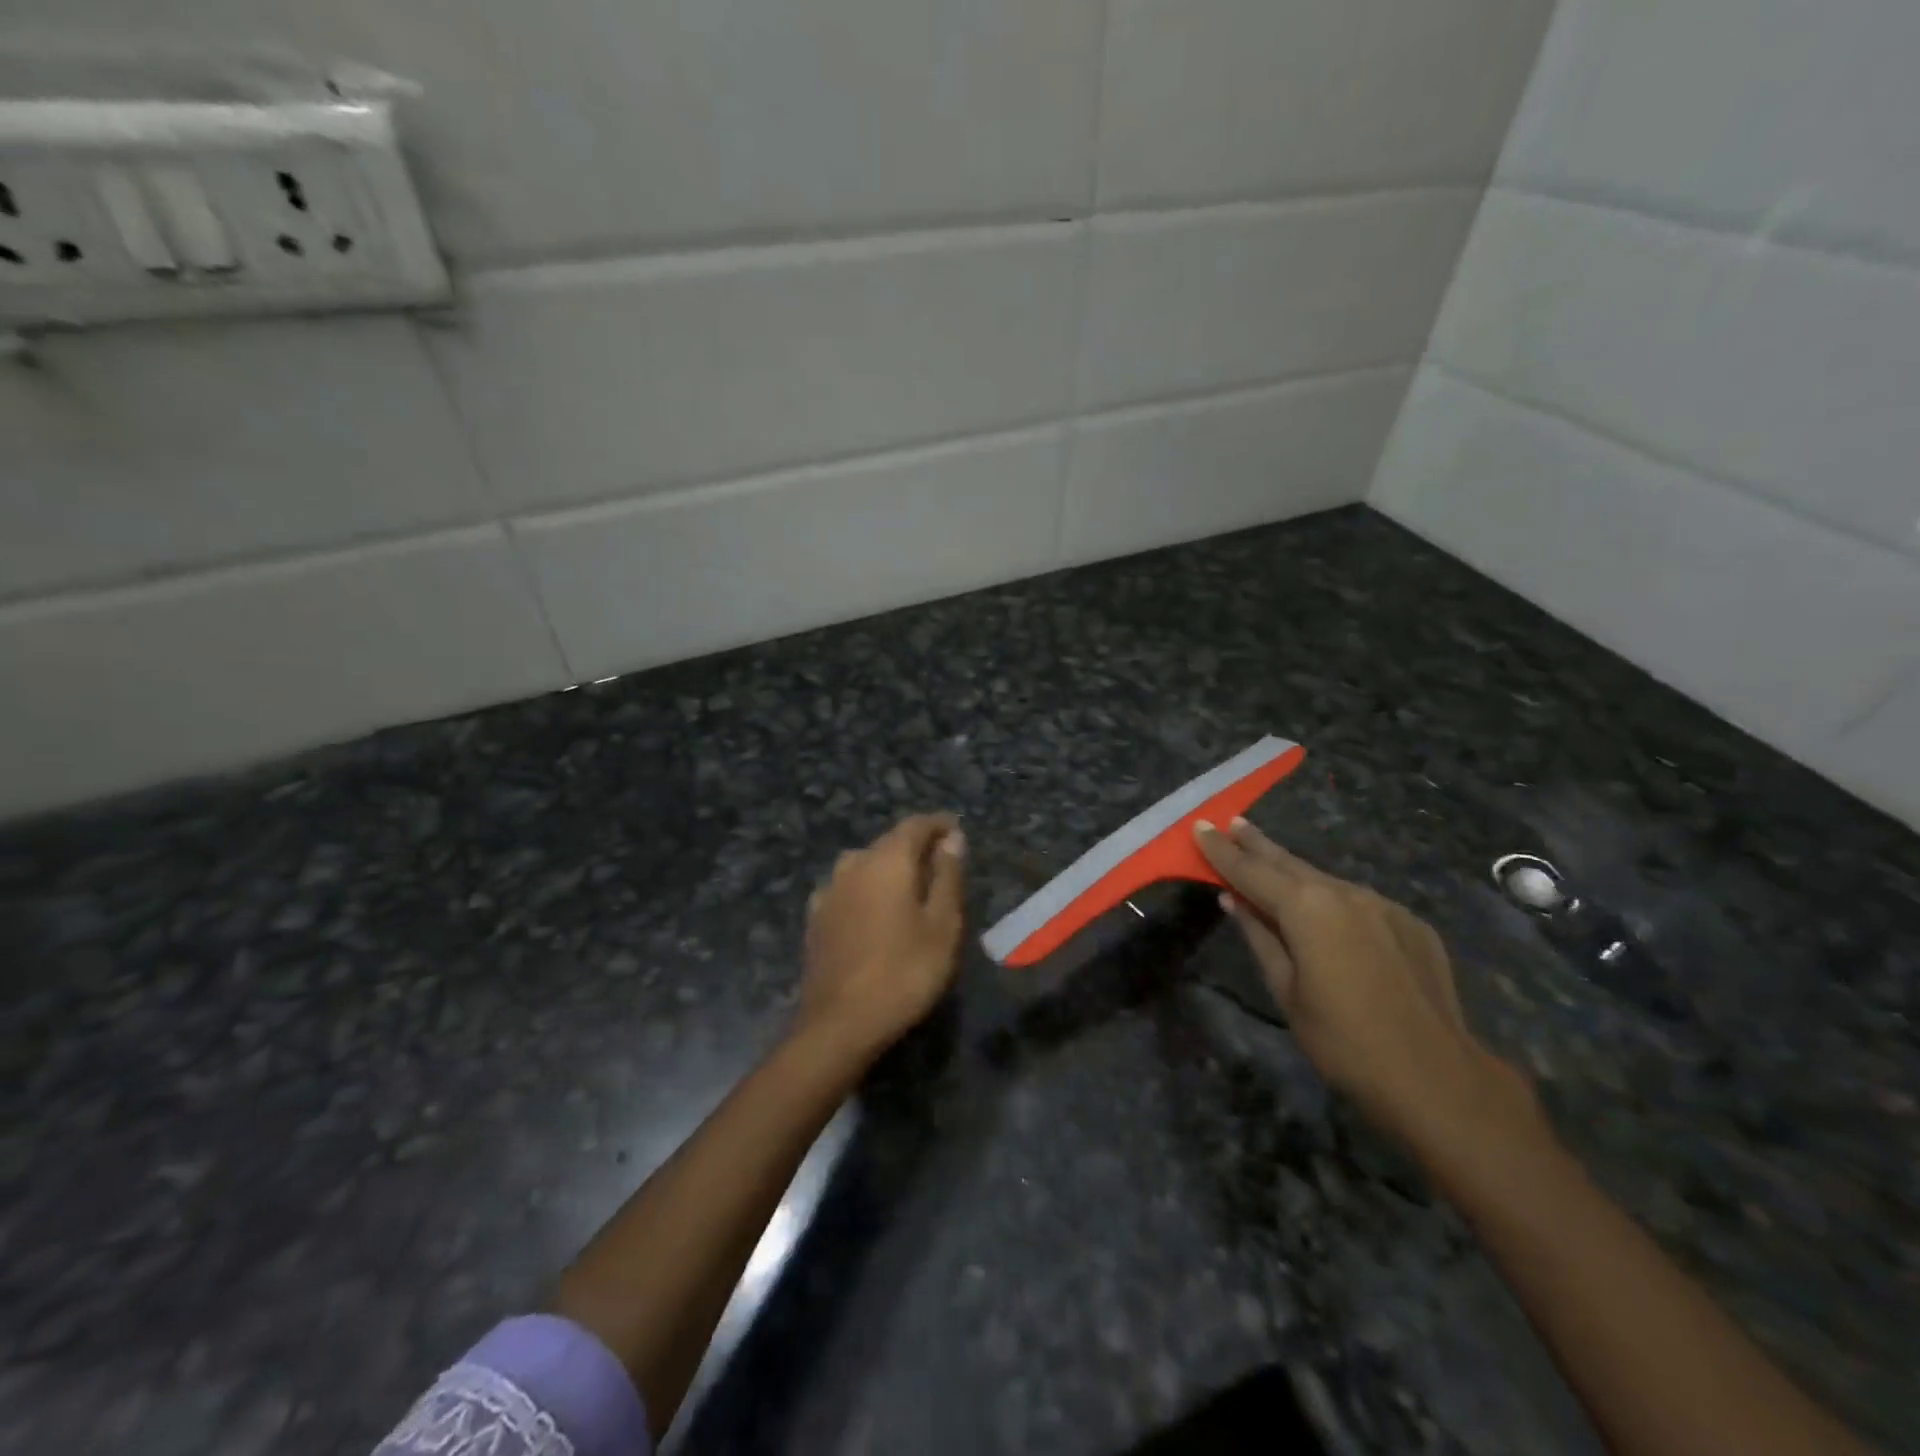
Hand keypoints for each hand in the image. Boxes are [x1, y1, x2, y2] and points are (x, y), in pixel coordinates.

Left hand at [797, 813, 966, 1062]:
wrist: (840, 1024)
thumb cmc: (904, 972)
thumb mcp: (943, 925)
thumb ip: (947, 876)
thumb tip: (952, 838)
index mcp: (887, 860)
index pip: (915, 825)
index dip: (938, 825)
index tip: (957, 832)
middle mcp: (854, 864)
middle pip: (888, 842)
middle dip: (916, 847)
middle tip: (941, 866)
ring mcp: (829, 890)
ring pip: (864, 864)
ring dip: (888, 868)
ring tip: (909, 889)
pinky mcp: (815, 917)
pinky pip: (846, 888)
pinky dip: (865, 889)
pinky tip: (872, 911)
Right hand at [1195, 817, 1533, 1150]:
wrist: (1437, 1077)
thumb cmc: (1343, 1040)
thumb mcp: (1286, 991)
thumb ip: (1260, 937)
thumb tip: (1235, 900)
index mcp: (1307, 907)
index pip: (1251, 870)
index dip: (1222, 850)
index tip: (1200, 826)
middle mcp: (1344, 892)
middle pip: (1289, 862)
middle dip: (1257, 844)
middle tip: (1234, 823)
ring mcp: (1383, 905)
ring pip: (1325, 881)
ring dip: (1295, 873)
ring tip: (1272, 864)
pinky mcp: (1411, 923)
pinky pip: (1359, 903)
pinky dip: (1333, 901)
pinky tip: (1328, 916)